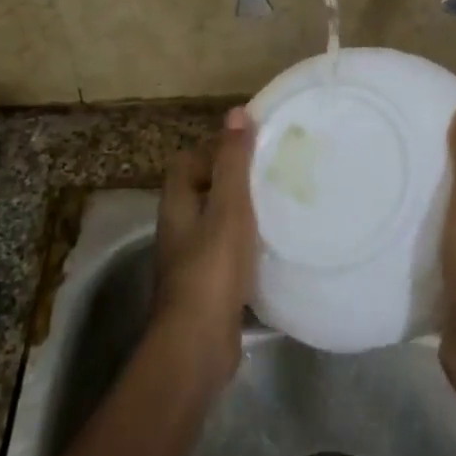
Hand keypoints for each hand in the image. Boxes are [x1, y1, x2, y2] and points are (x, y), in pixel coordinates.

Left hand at [153, 107, 258, 387]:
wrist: (199, 343)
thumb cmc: (212, 267)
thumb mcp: (228, 207)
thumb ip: (233, 162)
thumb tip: (236, 113)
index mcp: (177, 204)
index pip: (188, 161)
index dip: (215, 147)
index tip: (251, 143)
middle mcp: (178, 228)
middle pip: (202, 190)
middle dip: (232, 178)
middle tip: (271, 170)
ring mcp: (191, 260)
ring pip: (216, 222)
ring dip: (241, 211)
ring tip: (278, 202)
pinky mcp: (207, 286)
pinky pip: (226, 252)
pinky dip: (246, 243)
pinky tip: (273, 245)